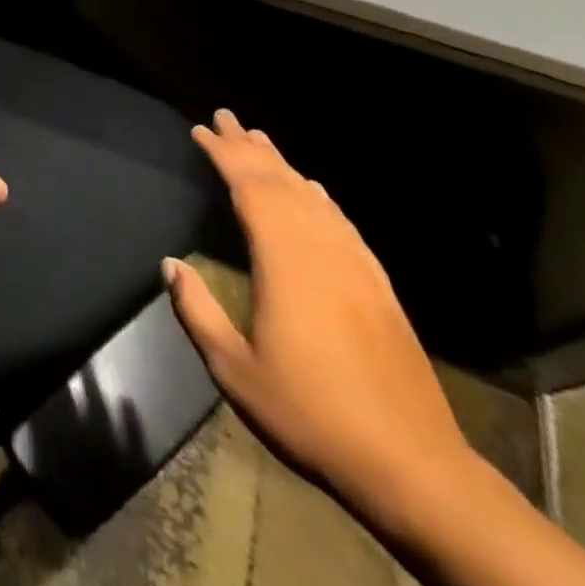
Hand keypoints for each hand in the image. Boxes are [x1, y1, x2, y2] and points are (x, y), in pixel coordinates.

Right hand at [165, 110, 474, 528]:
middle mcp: (322, 252)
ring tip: (260, 141)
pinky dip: (320, 199)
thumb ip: (197, 311)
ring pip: (314, 199)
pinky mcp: (379, 290)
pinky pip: (343, 225)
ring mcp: (356, 269)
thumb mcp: (234, 369)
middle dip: (250, 148)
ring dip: (284, 166)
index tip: (201, 129)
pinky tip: (315, 192)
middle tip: (225, 117)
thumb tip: (170, 264)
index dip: (224, 155)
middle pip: (282, 184)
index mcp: (285, 263)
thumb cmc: (311, 414)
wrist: (414, 469)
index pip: (250, 189)